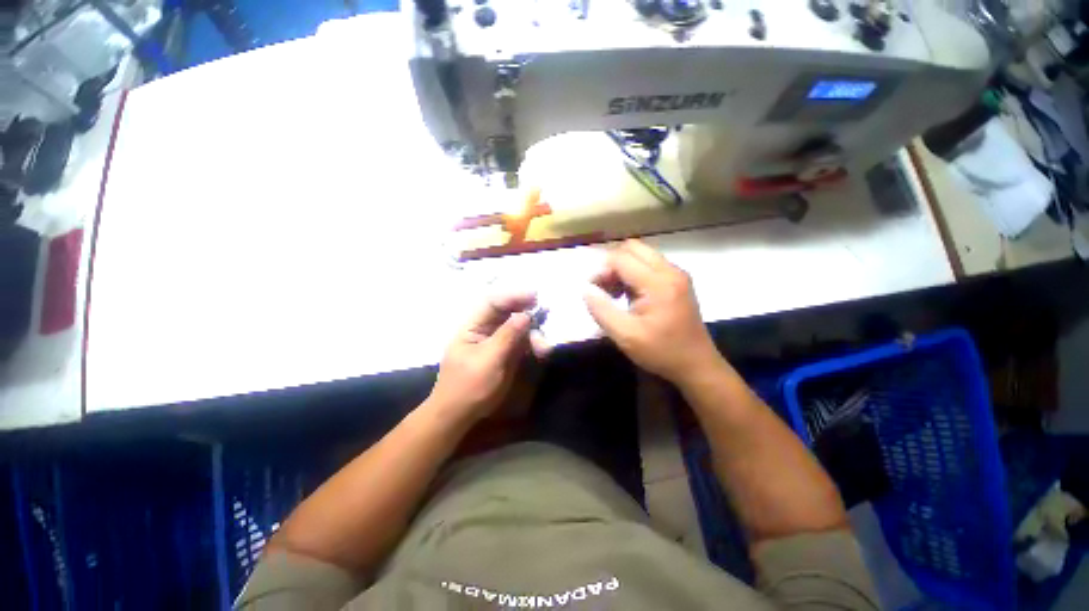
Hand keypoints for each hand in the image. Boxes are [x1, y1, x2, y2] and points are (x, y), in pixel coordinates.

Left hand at [427, 292, 546, 423]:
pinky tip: (542, 351)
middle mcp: (486, 329)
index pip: (492, 303)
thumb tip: (525, 315)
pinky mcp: (507, 353)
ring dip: (534, 334)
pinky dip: (534, 344)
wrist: (460, 415)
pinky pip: (523, 342)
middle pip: (509, 313)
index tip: (534, 296)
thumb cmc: (468, 386)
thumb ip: (507, 336)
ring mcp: (497, 341)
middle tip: (546, 318)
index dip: (513, 296)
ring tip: (544, 348)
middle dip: (528, 315)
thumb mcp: (488, 360)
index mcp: (473, 326)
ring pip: (519, 328)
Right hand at [584, 240, 720, 383]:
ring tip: (612, 292)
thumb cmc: (661, 352)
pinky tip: (627, 294)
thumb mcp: (625, 336)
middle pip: (632, 248)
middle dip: (611, 263)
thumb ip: (601, 310)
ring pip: (641, 254)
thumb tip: (584, 288)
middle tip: (602, 287)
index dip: (601, 269)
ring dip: (622, 267)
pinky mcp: (677, 281)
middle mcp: (670, 271)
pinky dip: (632, 273)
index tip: (591, 289)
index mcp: (658, 283)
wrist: (696, 364)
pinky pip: (649, 264)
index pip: (621, 258)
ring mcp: (676, 274)